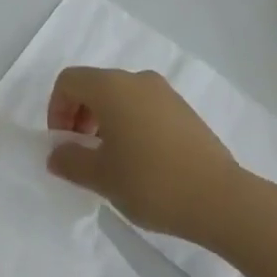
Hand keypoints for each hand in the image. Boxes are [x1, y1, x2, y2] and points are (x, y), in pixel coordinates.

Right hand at [45, 66, 239, 239]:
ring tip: (111, 162)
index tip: (63, 145)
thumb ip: (71, 161)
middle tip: (82, 154)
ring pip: (120, 96)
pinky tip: (140, 162)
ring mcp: (164, 92)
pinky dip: (130, 124)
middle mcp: (136, 79)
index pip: (69, 81)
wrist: (219, 198)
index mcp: (112, 87)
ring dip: (104, 121)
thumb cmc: (151, 182)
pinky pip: (143, 106)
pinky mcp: (183, 109)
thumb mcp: (101, 178)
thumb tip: (57, 152)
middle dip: (79, 115)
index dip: (56, 109)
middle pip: (94, 85)